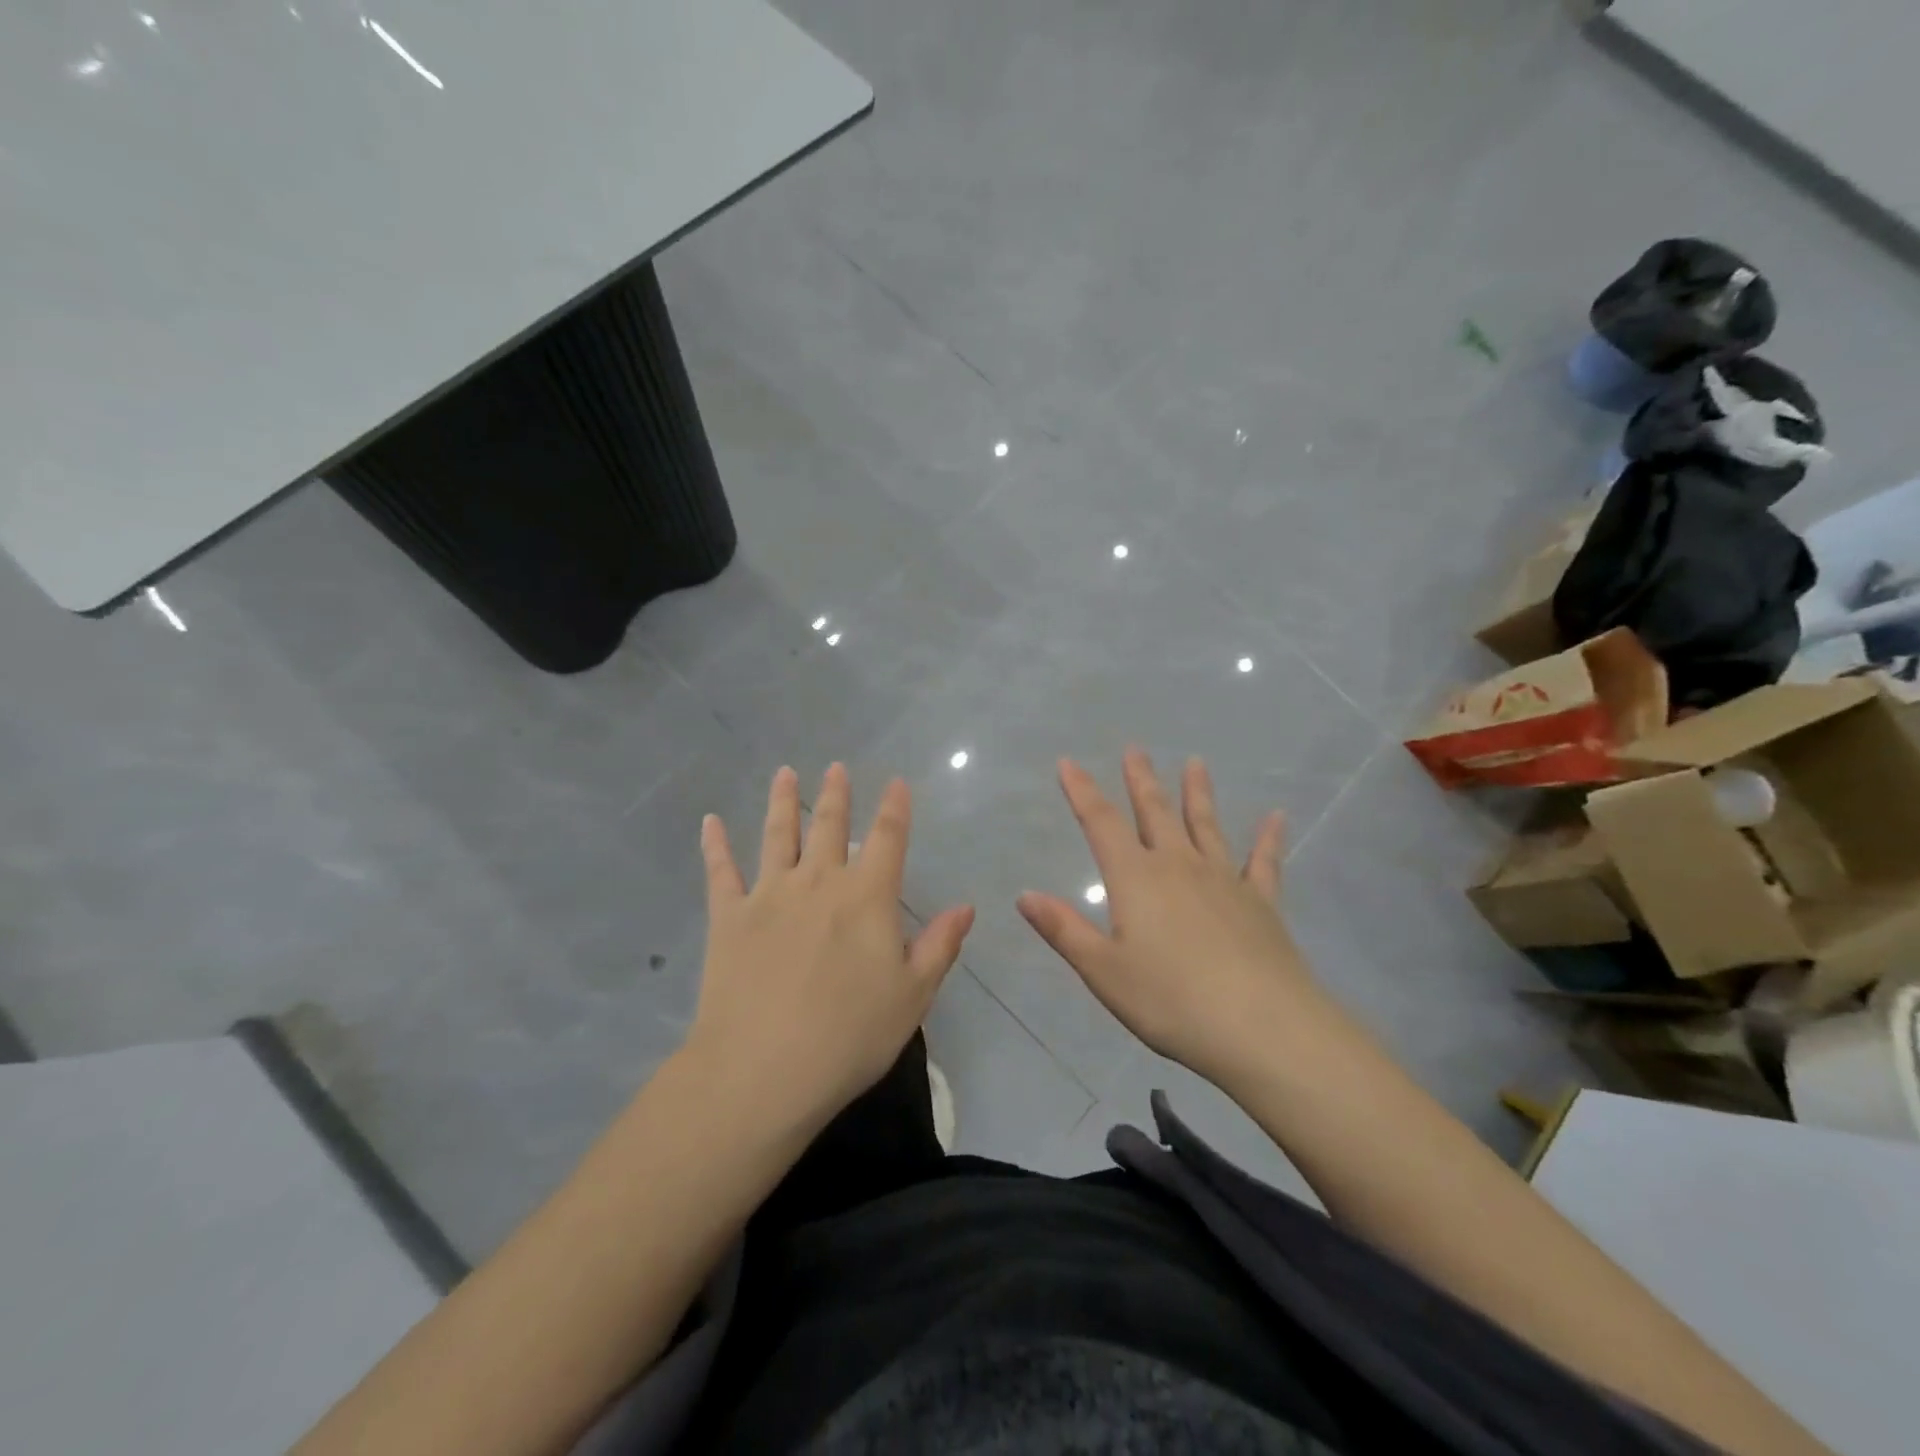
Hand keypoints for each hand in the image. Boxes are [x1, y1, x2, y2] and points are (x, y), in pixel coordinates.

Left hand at [687, 764, 973, 1130]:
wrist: (763, 1070)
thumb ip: (939, 945)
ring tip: (785, 773)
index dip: (894, 808)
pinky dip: (715, 845)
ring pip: (777, 835)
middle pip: (828, 826)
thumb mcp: (912, 996)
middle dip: (836, 795)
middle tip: (836, 768)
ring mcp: (769, 895)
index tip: (896, 783)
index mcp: (867, 897)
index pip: (887, 839)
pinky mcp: (727, 917)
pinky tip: (710, 822)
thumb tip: (965, 906)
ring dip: (782, 801)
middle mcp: (818, 882)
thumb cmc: (849, 1036)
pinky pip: (720, 872)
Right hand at [1017, 748, 1319, 1085]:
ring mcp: (1224, 880)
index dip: (1082, 791)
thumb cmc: (1171, 1001)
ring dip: (1198, 793)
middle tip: (1135, 749)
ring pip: (1206, 825)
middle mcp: (1179, 866)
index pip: (1101, 824)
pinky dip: (1268, 838)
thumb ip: (1064, 930)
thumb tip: (1025, 895)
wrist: (1262, 1027)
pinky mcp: (1262, 902)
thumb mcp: (1104, 971)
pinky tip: (1277, 817)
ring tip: (1196, 763)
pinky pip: (1263, 861)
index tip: (1069, 762)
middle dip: (1141, 780)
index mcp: (1136, 879)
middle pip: (1155, 812)